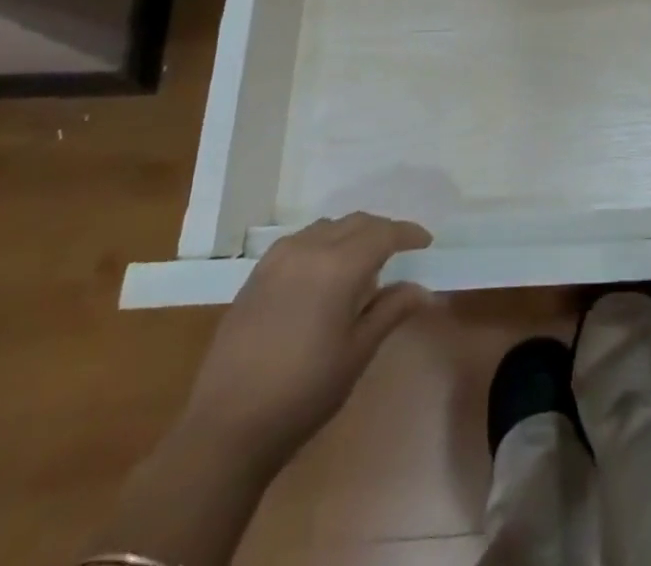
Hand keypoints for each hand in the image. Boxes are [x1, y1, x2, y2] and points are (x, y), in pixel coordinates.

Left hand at [177, 214, 432, 475]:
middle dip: (382, 231)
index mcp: (338, 266)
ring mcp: (277, 259)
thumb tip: (423, 289)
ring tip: (363, 263)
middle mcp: (308, 249)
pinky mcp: (256, 274)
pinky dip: (323, 244)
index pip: (384, 232)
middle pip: (356, 223)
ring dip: (351, 235)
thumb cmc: (303, 393)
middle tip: (400, 252)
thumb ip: (391, 311)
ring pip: (327, 228)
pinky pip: (300, 241)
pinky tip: (324, 274)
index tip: (426, 243)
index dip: (408, 234)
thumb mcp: (357, 353)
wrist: (225, 428)